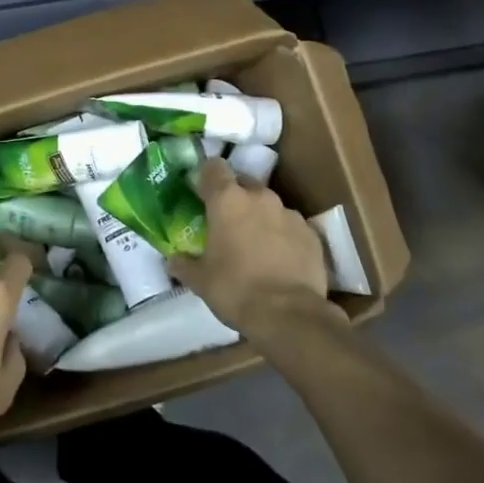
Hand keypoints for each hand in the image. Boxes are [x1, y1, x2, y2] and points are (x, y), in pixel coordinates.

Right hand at [169, 159, 337, 338]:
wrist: (289, 315)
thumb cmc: (235, 290)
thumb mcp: (200, 281)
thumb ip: (183, 264)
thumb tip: (172, 260)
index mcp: (227, 200)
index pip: (214, 167)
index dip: (206, 177)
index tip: (201, 194)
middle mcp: (259, 197)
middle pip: (243, 183)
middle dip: (234, 198)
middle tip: (226, 223)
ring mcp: (289, 213)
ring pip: (269, 205)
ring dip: (260, 217)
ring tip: (255, 244)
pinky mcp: (311, 233)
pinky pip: (291, 226)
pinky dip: (283, 235)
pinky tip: (279, 259)